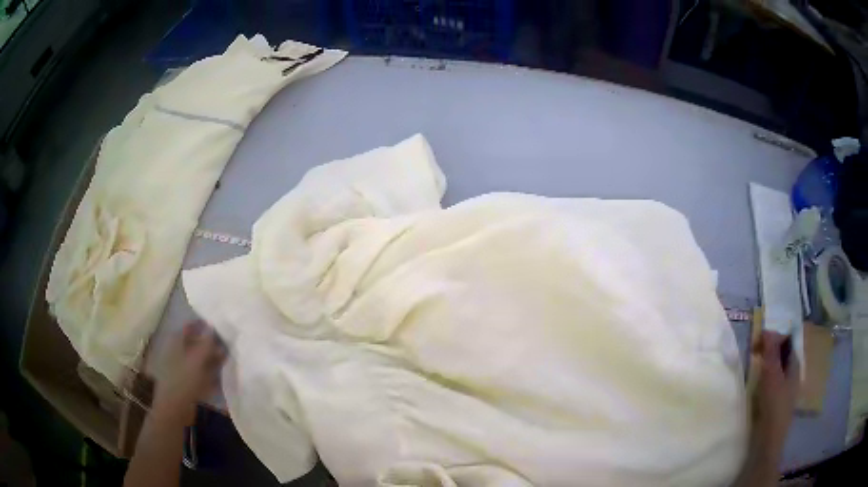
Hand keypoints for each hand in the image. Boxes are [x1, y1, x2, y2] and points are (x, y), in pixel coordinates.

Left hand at [152, 321, 225, 424]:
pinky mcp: (189, 382)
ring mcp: (183, 368)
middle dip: (211, 345)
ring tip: (227, 361)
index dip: (204, 326)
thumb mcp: (197, 359)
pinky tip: (221, 376)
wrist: (176, 408)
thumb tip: (213, 326)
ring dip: (213, 360)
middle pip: (197, 343)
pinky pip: (202, 374)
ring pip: (200, 360)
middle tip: (228, 346)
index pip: (191, 327)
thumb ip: (207, 343)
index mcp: (177, 341)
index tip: (220, 327)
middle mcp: (179, 352)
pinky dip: (211, 374)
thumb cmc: (184, 379)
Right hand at [753, 331, 799, 456]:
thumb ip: (770, 353)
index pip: (786, 341)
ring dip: (765, 365)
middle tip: (753, 355)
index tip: (756, 343)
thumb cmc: (773, 405)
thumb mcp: (771, 376)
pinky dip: (764, 379)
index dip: (772, 338)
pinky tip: (756, 387)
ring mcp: (786, 388)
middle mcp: (793, 373)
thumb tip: (767, 330)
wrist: (769, 440)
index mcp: (795, 364)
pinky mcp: (777, 401)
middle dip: (768, 351)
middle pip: (781, 354)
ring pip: (776, 368)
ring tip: (753, 370)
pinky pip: (772, 382)